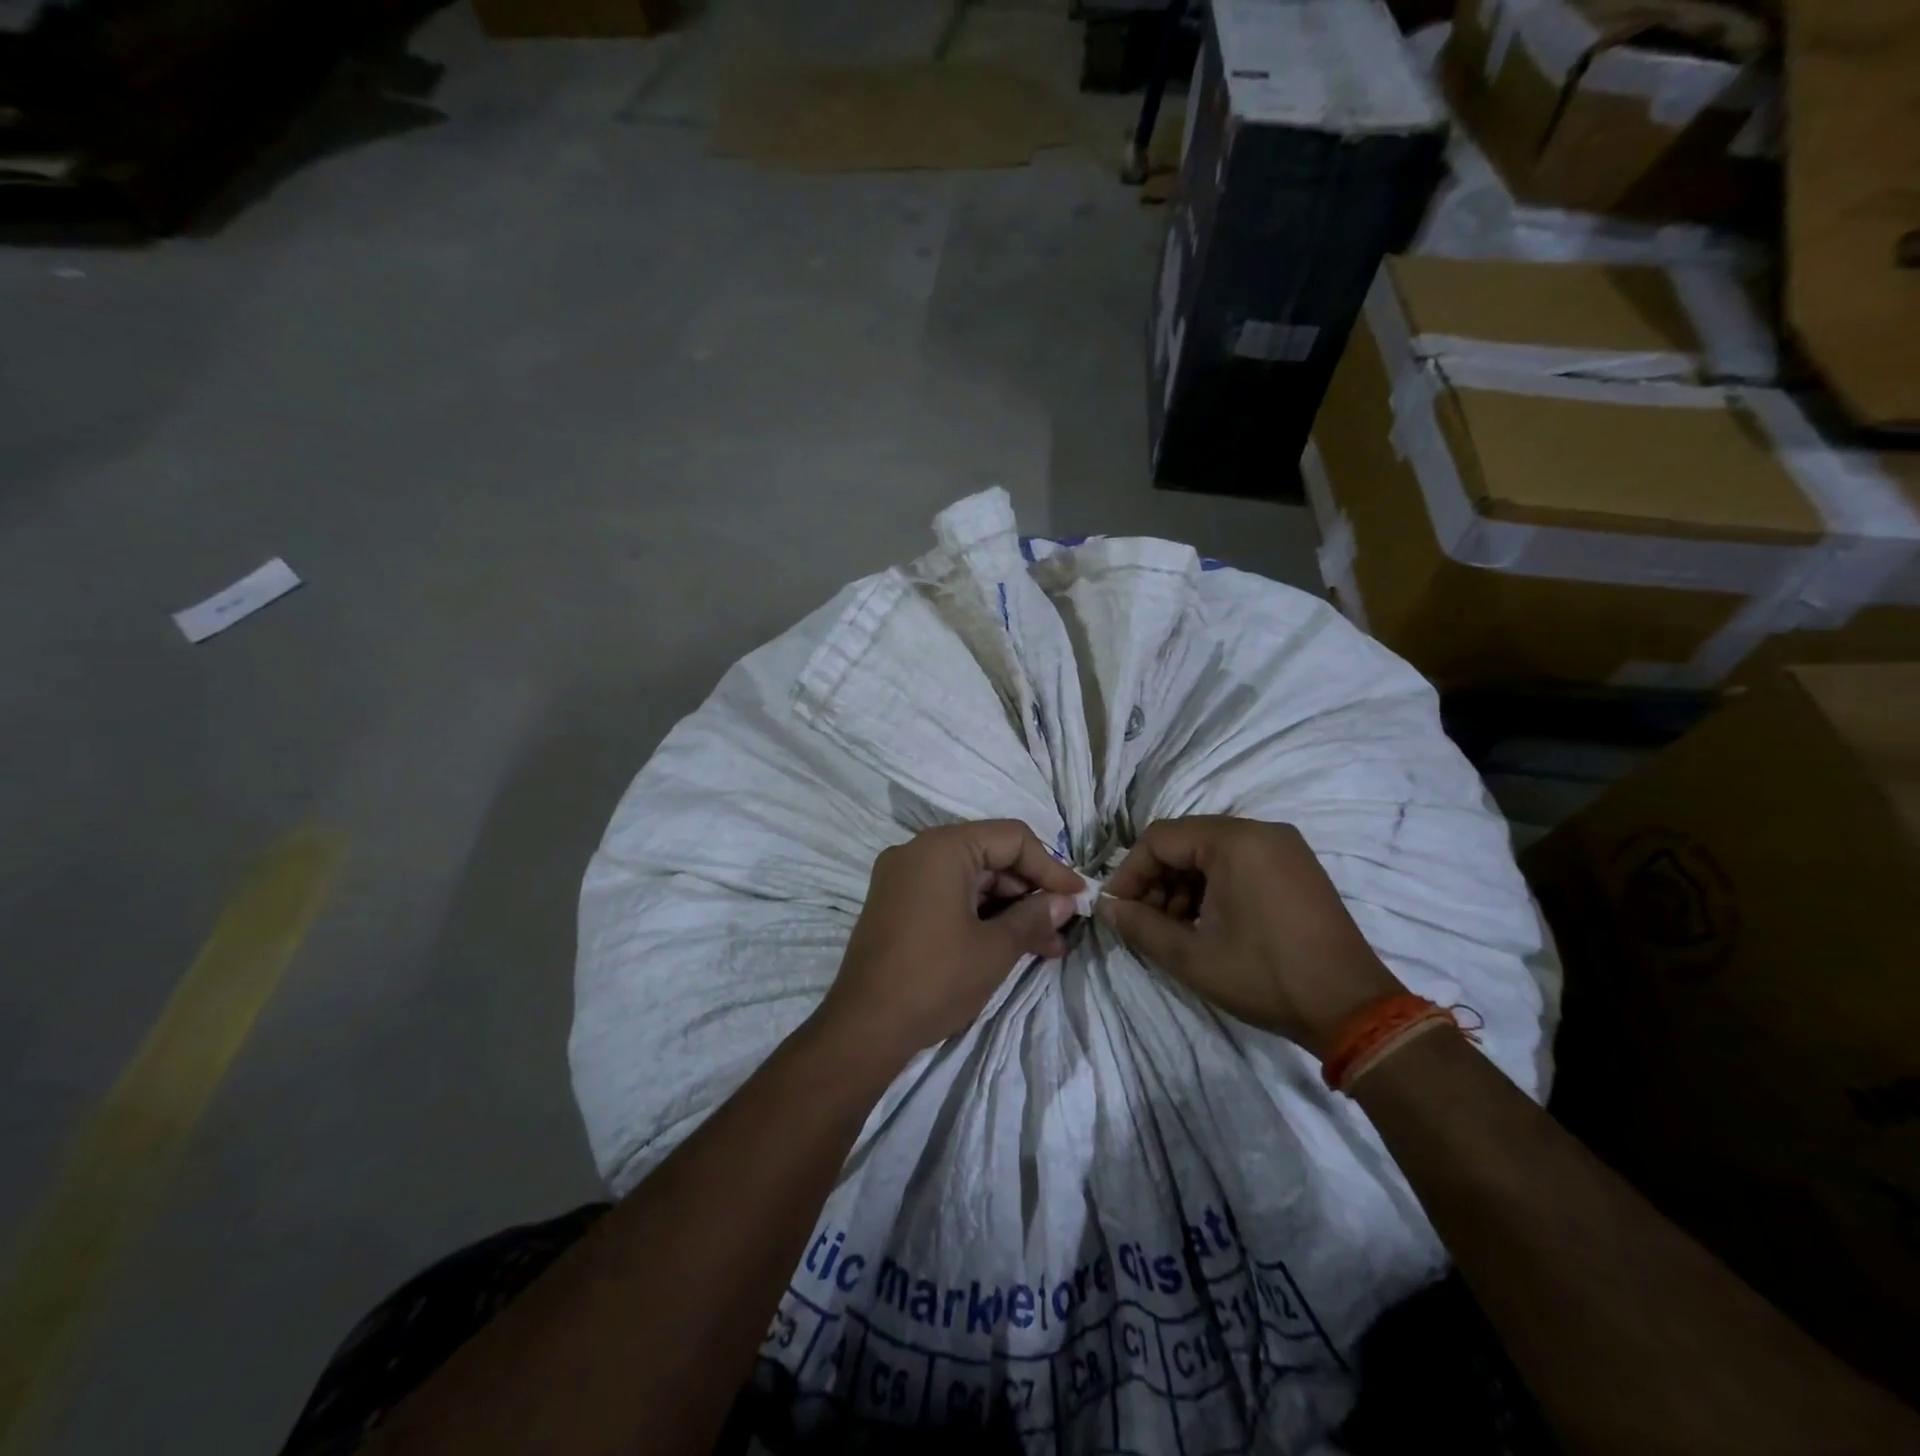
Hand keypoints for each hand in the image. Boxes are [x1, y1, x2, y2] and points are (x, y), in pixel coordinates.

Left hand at [819, 821, 1084, 1066]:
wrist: (863, 1028)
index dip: (1050, 868)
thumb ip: (1034, 917)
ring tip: (1046, 947)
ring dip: (1009, 909)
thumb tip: (1064, 902)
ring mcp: (902, 878)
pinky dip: (980, 915)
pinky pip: (948, 896)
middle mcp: (918, 852)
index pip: (1011, 839)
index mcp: (941, 848)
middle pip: (990, 857)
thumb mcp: (995, 949)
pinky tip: (1010, 944)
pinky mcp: (896, 905)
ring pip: (971, 880)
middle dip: (1030, 893)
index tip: (1079, 898)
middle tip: (1063, 930)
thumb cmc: (935, 979)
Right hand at [1100, 816, 1401, 1054]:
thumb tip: (1107, 908)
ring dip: (1183, 886)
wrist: (1353, 1010)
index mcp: (1234, 841)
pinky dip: (1213, 888)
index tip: (1116, 909)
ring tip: (1173, 929)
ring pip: (1211, 854)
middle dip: (1157, 881)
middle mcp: (1261, 832)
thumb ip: (1140, 926)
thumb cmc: (1266, 977)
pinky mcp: (1297, 869)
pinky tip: (1206, 924)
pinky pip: (1239, 864)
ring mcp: (1284, 848)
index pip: (1160, 839)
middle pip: (1186, 842)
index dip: (1130, 873)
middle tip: (1143, 922)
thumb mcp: (1192, 956)